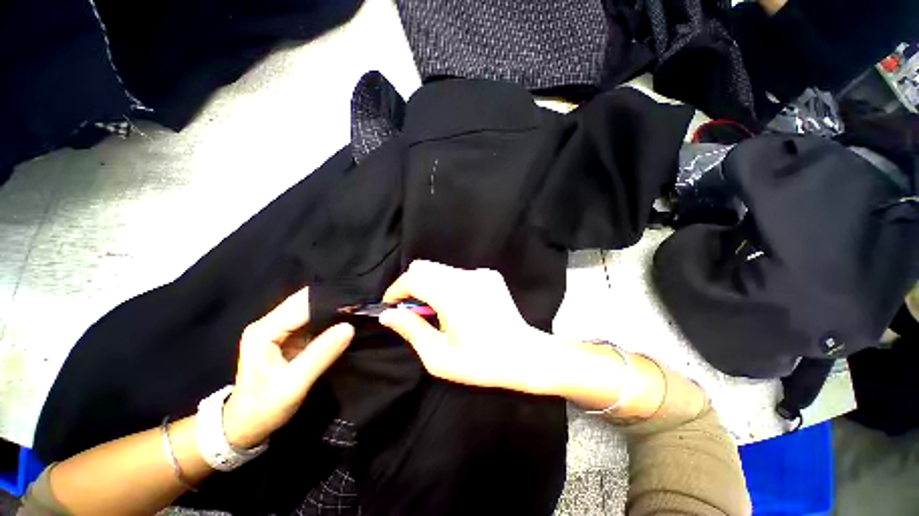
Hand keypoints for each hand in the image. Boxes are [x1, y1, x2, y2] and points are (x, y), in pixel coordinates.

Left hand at [222, 287, 353, 448]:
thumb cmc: (264, 407)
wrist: (246, 426)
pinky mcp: (288, 336)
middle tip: (361, 304)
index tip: (357, 302)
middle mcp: (269, 323)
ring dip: (332, 308)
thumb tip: (349, 327)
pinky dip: (329, 318)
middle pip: (305, 301)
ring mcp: (278, 329)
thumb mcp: (294, 384)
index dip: (329, 301)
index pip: (302, 305)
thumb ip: (321, 354)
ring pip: (310, 308)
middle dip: (333, 301)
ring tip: (357, 309)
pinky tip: (345, 319)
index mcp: (264, 331)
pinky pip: (312, 320)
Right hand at [378, 260, 561, 394]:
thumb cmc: (480, 362)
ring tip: (438, 311)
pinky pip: (458, 274)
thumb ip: (411, 330)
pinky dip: (448, 286)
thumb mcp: (439, 356)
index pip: (413, 277)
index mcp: (453, 296)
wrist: (524, 355)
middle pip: (424, 267)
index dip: (396, 289)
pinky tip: (459, 306)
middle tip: (414, 310)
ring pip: (440, 270)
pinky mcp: (489, 275)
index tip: (391, 305)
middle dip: (412, 285)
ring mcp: (480, 273)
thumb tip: (388, 314)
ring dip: (430, 286)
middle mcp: (466, 277)